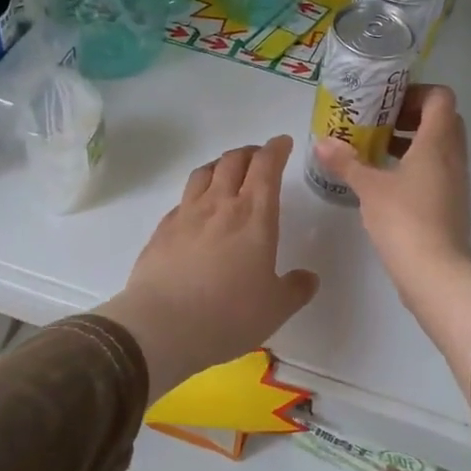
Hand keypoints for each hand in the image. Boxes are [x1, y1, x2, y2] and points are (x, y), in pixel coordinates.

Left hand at [100, 135, 319, 402]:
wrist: (162, 328)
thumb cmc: (229, 315)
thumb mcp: (276, 308)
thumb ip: (296, 289)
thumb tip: (308, 278)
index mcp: (254, 216)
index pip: (267, 167)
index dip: (276, 149)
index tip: (282, 143)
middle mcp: (220, 205)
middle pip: (234, 161)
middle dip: (250, 153)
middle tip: (259, 157)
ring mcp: (187, 214)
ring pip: (205, 172)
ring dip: (221, 165)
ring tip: (228, 172)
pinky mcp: (162, 230)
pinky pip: (183, 199)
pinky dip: (196, 193)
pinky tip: (197, 208)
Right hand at [312, 84, 470, 288]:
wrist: (436, 273)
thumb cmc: (404, 219)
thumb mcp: (369, 187)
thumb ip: (346, 162)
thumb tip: (321, 143)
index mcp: (438, 142)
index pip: (441, 98)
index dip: (416, 93)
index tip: (387, 104)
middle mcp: (453, 156)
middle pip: (442, 120)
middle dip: (411, 117)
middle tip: (379, 124)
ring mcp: (456, 181)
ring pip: (440, 147)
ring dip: (412, 143)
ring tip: (376, 151)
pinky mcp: (452, 204)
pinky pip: (437, 170)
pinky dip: (416, 166)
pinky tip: (386, 182)